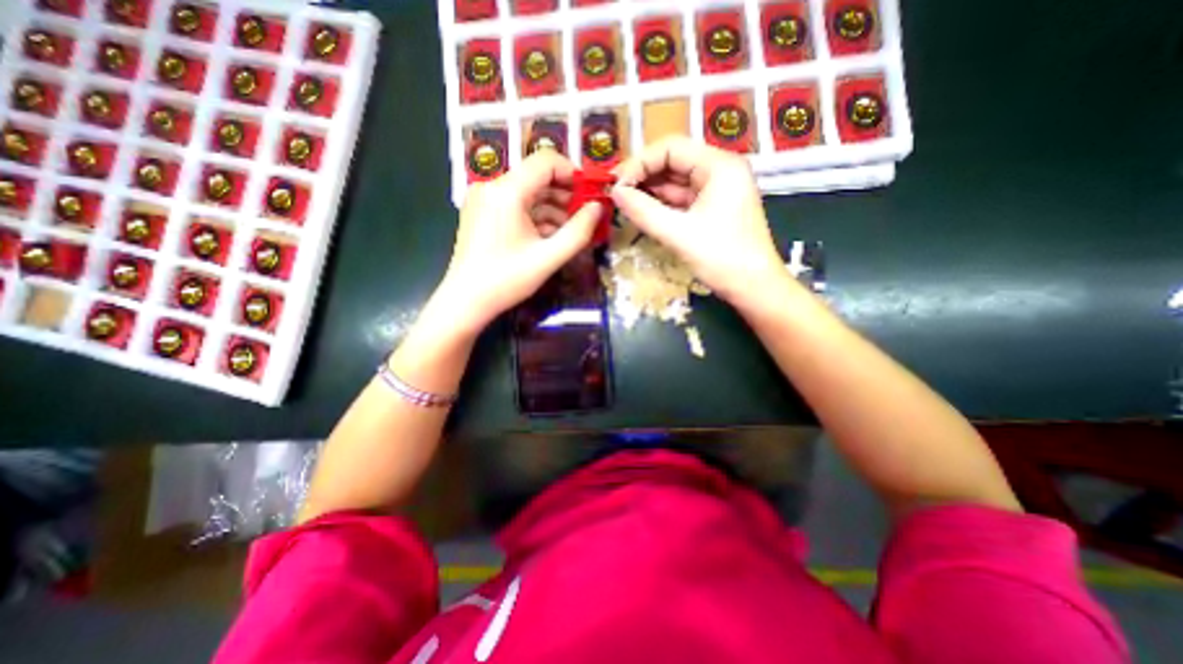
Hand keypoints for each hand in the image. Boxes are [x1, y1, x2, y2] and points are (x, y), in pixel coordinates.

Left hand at [435, 149, 601, 330]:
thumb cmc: (507, 280)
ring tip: (569, 231)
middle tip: (584, 217)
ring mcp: (484, 199)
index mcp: (506, 192)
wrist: (465, 301)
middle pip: (536, 177)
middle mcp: (492, 186)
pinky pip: (515, 205)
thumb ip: (579, 231)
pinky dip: (534, 216)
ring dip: (551, 208)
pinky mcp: (481, 212)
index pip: (545, 161)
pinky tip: (548, 236)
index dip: (572, 174)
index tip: (590, 195)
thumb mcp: (549, 258)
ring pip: (527, 192)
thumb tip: (598, 208)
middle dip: (564, 194)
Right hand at [615, 136, 787, 307]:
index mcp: (719, 165)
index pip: (671, 148)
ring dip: (650, 191)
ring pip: (676, 182)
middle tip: (616, 194)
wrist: (754, 288)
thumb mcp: (678, 234)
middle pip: (673, 162)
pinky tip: (643, 211)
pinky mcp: (713, 208)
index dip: (640, 163)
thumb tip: (615, 192)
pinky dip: (662, 204)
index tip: (616, 184)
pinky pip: (682, 199)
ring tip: (624, 203)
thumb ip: (643, 211)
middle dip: (643, 176)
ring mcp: (717, 190)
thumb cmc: (721, 259)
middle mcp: (719, 170)